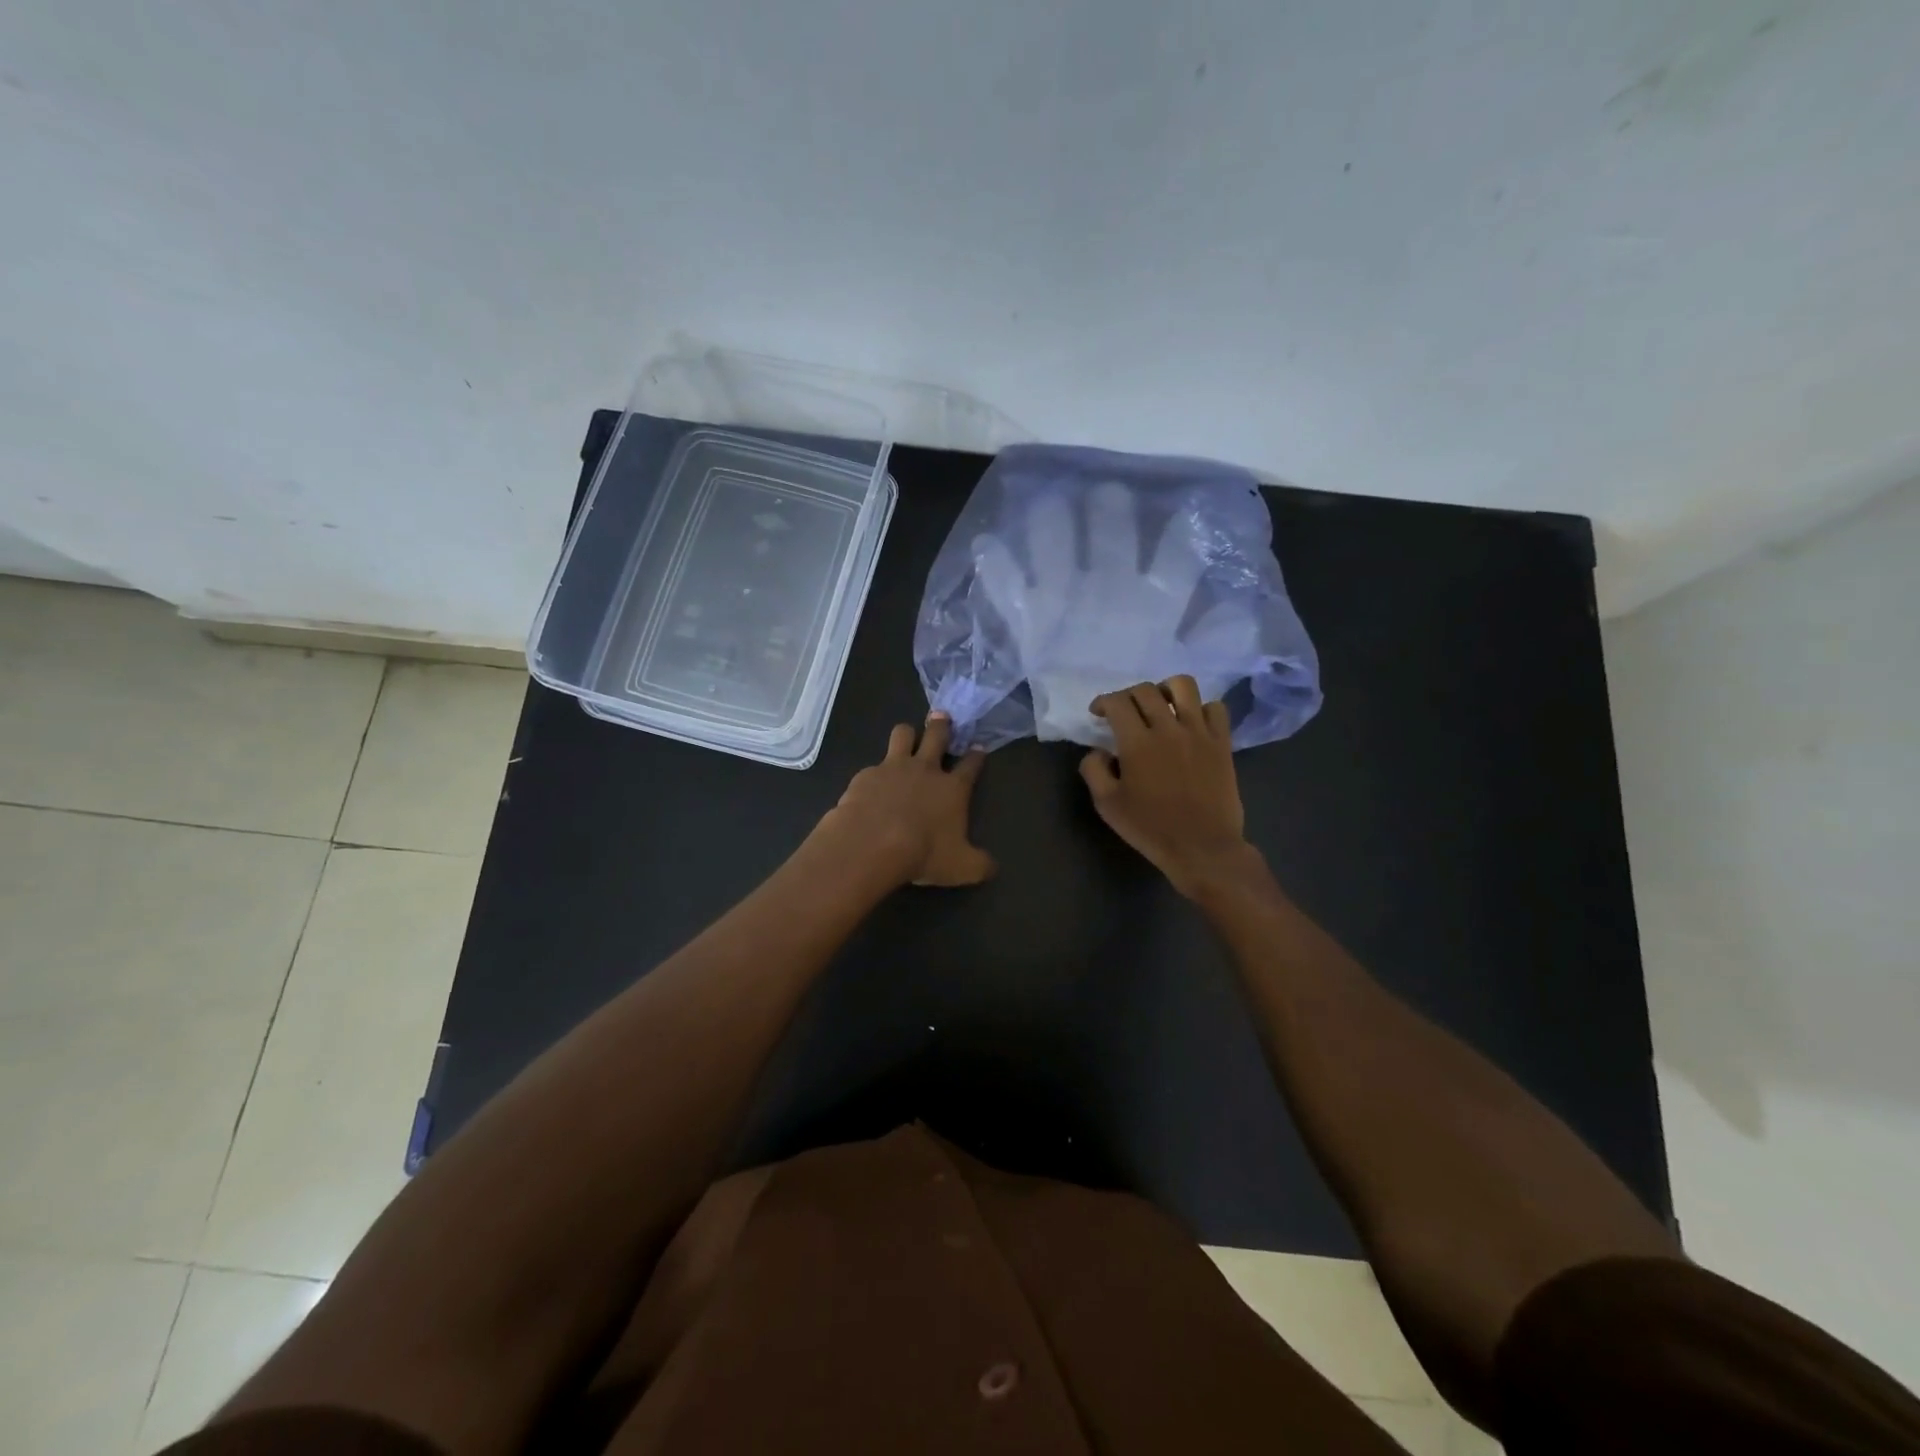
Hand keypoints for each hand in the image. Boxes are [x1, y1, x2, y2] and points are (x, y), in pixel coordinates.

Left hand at [815, 711, 995, 887]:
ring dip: (907, 733)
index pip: (971, 765)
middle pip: (937, 735)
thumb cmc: (923, 853)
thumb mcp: (961, 867)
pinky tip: (871, 785)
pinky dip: (875, 773)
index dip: (977, 755)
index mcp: (953, 788)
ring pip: (903, 734)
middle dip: (942, 725)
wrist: (872, 843)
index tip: (979, 747)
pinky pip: (873, 765)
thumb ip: (980, 865)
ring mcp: (893, 768)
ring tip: (907, 736)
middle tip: (942, 717)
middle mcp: (925, 770)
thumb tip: (993, 868)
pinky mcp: (866, 775)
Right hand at [1079, 676, 1257, 897]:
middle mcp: (1168, 728)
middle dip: (1128, 695)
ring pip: (1184, 686)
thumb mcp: (1107, 805)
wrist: (1202, 847)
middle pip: (1146, 690)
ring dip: (1166, 689)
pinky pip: (1215, 708)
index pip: (1117, 702)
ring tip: (1161, 705)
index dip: (1103, 702)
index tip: (1098, 713)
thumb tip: (1098, 750)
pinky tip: (1191, 723)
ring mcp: (1199, 732)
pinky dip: (1200, 708)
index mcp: (1137, 743)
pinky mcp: (1222, 742)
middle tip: (1124, 712)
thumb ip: (1094, 770)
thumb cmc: (1150, 828)